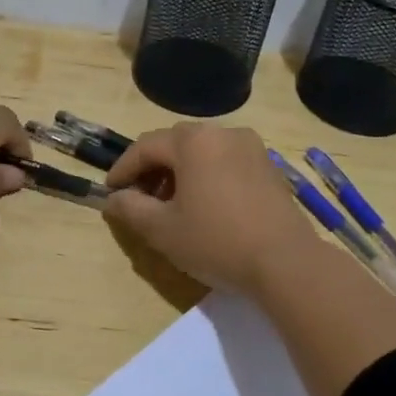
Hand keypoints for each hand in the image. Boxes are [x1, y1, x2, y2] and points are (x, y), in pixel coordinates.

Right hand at [102, 122, 317, 295]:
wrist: (285, 262)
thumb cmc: (217, 241)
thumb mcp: (162, 230)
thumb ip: (130, 209)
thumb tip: (114, 199)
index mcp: (194, 141)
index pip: (146, 146)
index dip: (123, 168)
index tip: (110, 191)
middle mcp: (223, 133)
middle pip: (175, 144)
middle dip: (152, 169)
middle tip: (139, 199)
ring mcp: (251, 148)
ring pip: (202, 153)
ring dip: (180, 173)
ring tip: (171, 207)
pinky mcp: (268, 168)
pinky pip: (226, 163)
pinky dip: (206, 177)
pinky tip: (204, 207)